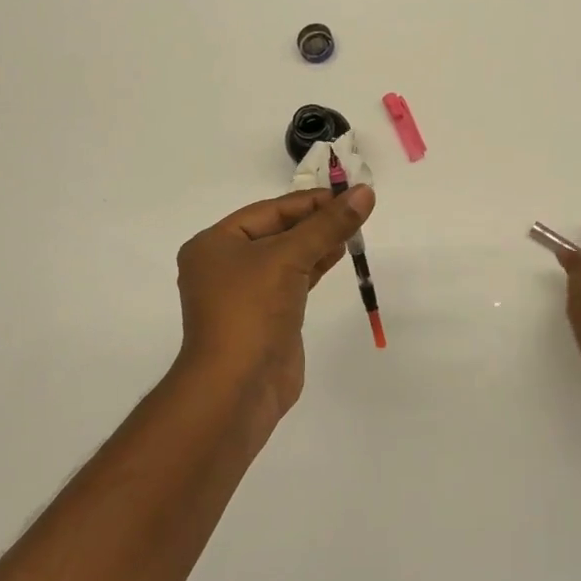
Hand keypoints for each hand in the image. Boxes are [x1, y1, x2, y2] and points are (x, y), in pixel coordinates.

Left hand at [173, 186, 375, 420]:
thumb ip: (328, 225)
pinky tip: (338, 255)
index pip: (270, 210)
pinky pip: (292, 281)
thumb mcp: (289, 258)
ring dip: (318, 242)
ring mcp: (245, 293)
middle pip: (278, 231)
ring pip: (287, 256)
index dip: (310, 201)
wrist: (237, 388)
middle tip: (357, 209)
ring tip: (354, 229)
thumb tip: (365, 192)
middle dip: (316, 221)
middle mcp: (224, 264)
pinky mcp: (265, 316)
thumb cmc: (252, 311)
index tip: (349, 193)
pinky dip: (314, 266)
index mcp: (215, 243)